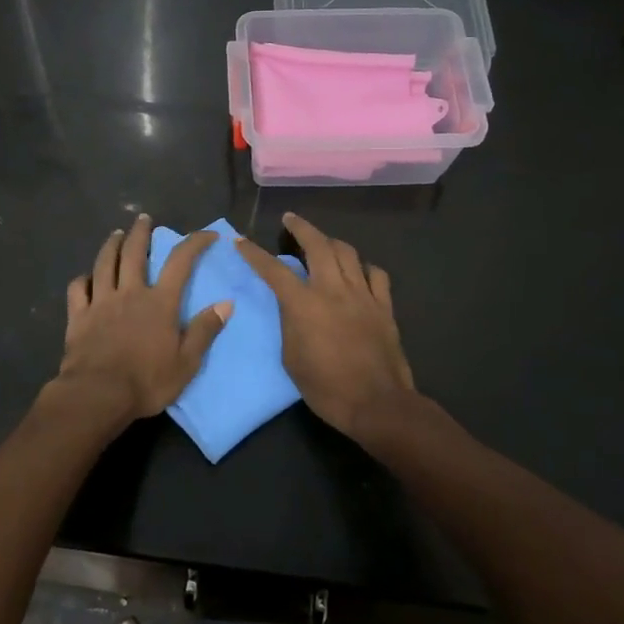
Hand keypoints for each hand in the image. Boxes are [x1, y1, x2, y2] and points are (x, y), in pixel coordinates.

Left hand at [57, 215, 231, 425]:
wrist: (98, 394)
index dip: (195, 242)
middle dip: (140, 232)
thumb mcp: (187, 362)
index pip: (180, 262)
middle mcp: (130, 293)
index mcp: (160, 302)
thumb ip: (205, 330)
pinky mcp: (78, 316)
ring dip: (111, 245)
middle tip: (143, 218)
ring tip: (115, 234)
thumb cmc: (147, 381)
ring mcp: (101, 302)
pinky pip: (78, 288)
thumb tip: (226, 303)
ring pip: (104, 263)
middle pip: (134, 252)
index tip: (208, 233)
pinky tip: (86, 277)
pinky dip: (83, 278)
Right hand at [235, 213, 414, 441]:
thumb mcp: (291, 358)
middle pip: (318, 245)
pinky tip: (358, 271)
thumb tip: (293, 306)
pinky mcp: (384, 306)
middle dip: (301, 227)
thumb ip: (290, 324)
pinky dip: (363, 267)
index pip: (273, 270)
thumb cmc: (326, 388)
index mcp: (304, 304)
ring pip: (348, 253)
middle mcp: (333, 290)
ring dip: (331, 242)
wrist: (377, 403)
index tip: (240, 240)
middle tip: (290, 219)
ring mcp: (362, 295)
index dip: (254, 253)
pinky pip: (376, 274)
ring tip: (322, 242)